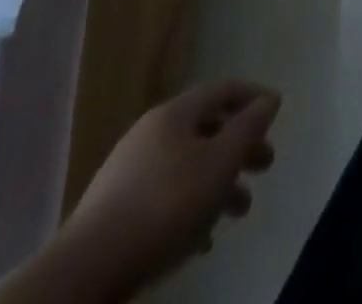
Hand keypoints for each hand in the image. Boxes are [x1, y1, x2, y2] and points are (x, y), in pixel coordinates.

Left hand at [57, 78, 280, 296]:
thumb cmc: (164, 206)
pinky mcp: (114, 210)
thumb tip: (269, 99)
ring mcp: (128, 171)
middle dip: (240, 146)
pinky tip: (201, 237)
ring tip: (239, 211)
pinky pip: (165, 195)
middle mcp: (151, 132)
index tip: (276, 111)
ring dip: (218, 182)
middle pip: (207, 128)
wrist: (84, 272)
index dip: (254, 95)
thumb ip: (249, 128)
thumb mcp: (219, 163)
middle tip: (265, 165)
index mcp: (175, 113)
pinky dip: (190, 206)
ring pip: (187, 165)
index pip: (223, 88)